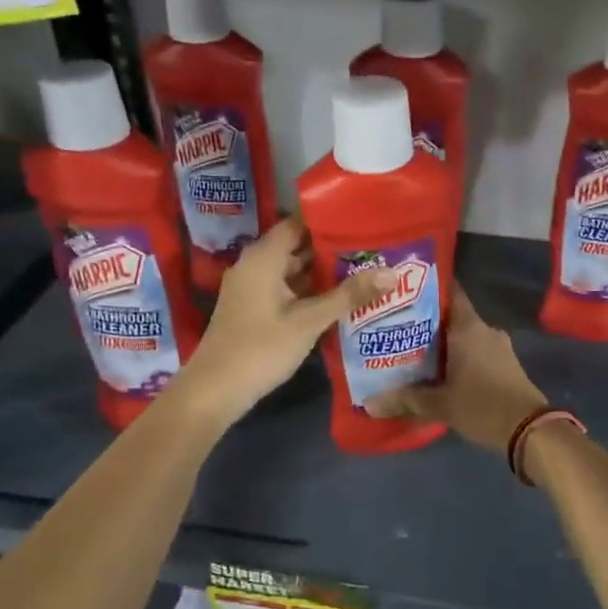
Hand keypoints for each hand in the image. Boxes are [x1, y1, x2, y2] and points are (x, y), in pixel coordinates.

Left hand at [169, 218, 389, 428]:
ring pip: (293, 270)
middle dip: (332, 248)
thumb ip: (349, 295)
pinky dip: (309, 290)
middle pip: (297, 246)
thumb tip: (391, 272)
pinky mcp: (254, 307)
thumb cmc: (261, 348)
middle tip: (372, 247)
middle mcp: (255, 264)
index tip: (362, 219)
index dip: (329, 219)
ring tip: (364, 270)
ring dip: (323, 272)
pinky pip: (286, 288)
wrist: (215, 389)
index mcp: (264, 257)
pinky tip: (338, 299)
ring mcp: (252, 287)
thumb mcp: (309, 321)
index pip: (299, 223)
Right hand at [365, 284, 547, 452]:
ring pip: (464, 336)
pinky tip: (439, 371)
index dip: (428, 287)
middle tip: (397, 326)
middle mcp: (485, 330)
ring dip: (443, 342)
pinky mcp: (506, 364)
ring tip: (412, 350)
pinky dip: (459, 356)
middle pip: (452, 316)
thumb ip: (406, 400)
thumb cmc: (482, 406)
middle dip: (427, 321)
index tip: (405, 289)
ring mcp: (499, 347)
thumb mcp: (440, 405)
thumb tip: (370, 403)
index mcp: (468, 328)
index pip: (450, 292)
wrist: (530, 430)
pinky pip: (476, 351)